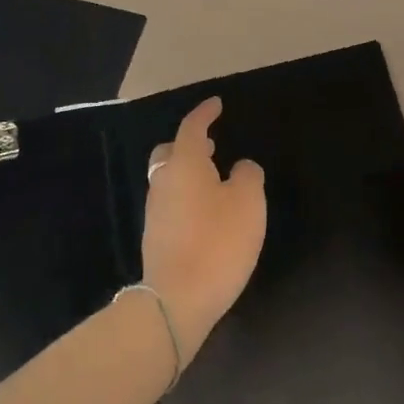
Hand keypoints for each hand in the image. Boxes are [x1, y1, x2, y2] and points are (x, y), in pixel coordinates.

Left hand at [140, 98, 266, 364]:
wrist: (177, 299)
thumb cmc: (218, 241)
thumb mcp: (248, 202)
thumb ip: (248, 176)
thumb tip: (240, 168)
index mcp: (185, 164)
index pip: (192, 128)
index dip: (204, 114)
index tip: (216, 104)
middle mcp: (164, 182)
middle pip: (169, 152)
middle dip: (188, 144)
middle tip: (212, 145)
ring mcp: (155, 211)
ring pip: (168, 179)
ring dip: (188, 173)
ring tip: (214, 180)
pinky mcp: (155, 237)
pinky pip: (170, 203)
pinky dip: (186, 197)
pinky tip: (205, 212)